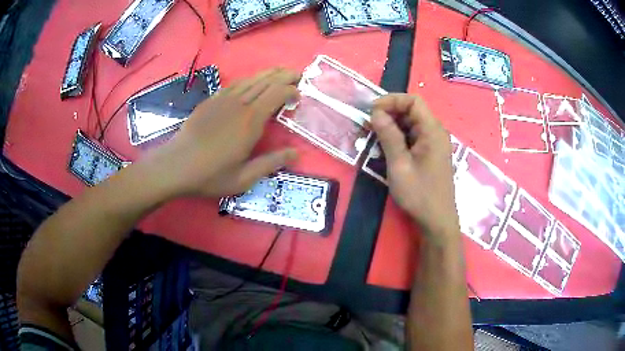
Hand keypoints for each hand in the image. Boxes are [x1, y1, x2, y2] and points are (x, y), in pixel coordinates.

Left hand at [140, 68, 299, 198]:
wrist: (176, 165)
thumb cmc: (210, 175)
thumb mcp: (243, 178)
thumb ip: (270, 164)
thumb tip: (296, 154)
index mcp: (251, 121)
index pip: (277, 94)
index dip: (291, 91)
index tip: (298, 98)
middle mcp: (240, 104)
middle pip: (267, 81)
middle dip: (285, 76)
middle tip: (297, 76)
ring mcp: (223, 99)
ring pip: (251, 79)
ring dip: (268, 74)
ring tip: (280, 72)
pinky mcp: (211, 100)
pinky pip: (235, 84)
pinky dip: (249, 79)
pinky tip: (252, 81)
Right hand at [370, 94, 458, 240]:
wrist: (436, 220)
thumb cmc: (419, 194)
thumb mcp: (399, 164)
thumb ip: (388, 136)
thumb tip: (375, 112)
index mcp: (432, 131)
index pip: (413, 101)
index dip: (392, 100)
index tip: (372, 111)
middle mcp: (436, 132)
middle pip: (412, 111)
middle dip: (389, 113)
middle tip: (368, 125)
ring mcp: (434, 143)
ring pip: (411, 124)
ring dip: (392, 125)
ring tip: (372, 135)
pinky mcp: (430, 154)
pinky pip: (413, 137)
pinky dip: (398, 137)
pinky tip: (385, 147)